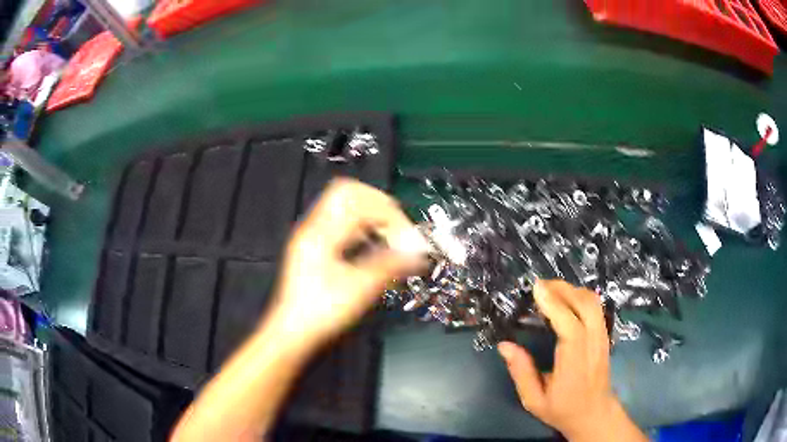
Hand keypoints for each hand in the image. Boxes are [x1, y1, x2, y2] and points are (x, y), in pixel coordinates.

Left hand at [269, 178, 427, 344]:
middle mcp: (314, 228)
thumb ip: (391, 266)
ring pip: (343, 204)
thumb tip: (418, 252)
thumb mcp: (359, 290)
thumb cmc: (320, 313)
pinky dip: (360, 225)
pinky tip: (371, 244)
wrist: (294, 331)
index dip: (389, 214)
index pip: (360, 201)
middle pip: (348, 191)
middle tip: (397, 225)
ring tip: (387, 235)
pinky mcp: (314, 246)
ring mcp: (311, 235)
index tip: (406, 236)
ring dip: (370, 214)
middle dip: (378, 204)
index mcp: (322, 234)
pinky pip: (339, 221)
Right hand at [498, 281, 645, 441]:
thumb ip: (521, 372)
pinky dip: (580, 296)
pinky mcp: (604, 336)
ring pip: (593, 303)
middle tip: (540, 285)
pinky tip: (566, 298)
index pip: (570, 329)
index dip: (555, 306)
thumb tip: (505, 345)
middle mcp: (593, 346)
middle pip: (587, 306)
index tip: (537, 289)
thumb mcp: (534, 400)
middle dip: (563, 289)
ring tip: (550, 289)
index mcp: (574, 365)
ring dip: (572, 290)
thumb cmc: (562, 409)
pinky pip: (596, 307)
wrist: (594, 414)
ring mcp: (602, 339)